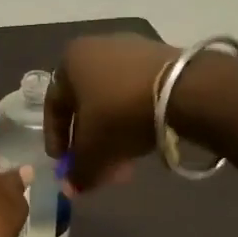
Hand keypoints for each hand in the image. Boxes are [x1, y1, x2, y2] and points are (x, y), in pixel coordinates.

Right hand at [45, 33, 180, 191]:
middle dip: (91, 143)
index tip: (64, 164)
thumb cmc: (119, 113)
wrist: (183, 89)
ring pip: (113, 102)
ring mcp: (131, 49)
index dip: (56, 140)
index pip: (54, 106)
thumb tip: (72, 188)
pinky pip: (136, 93)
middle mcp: (96, 47)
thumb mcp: (93, 149)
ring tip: (123, 164)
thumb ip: (78, 171)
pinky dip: (134, 119)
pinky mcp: (161, 57)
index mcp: (70, 60)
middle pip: (86, 105)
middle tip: (97, 170)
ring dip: (113, 135)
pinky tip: (142, 142)